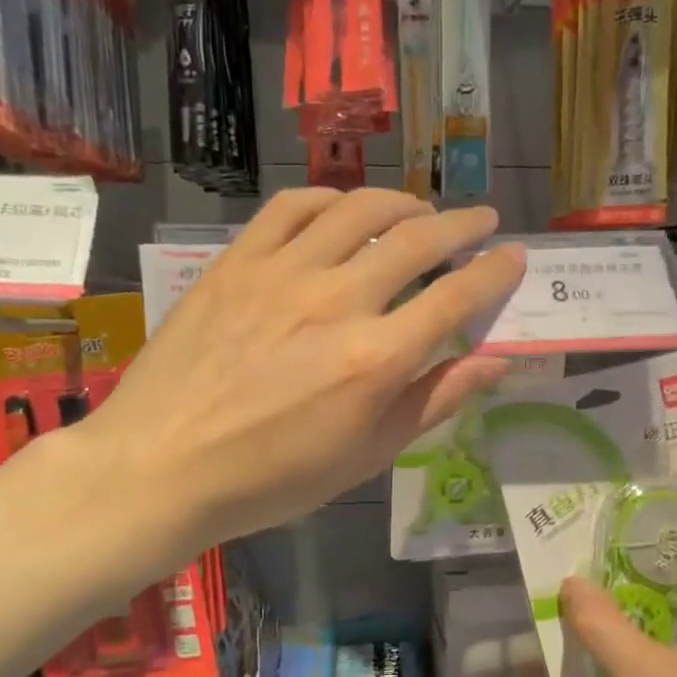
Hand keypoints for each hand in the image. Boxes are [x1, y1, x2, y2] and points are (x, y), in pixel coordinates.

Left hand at [77, 187, 525, 557]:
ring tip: (420, 210)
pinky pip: (292, 207)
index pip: (456, 297)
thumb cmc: (272, 478)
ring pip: (358, 210)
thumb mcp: (367, 455)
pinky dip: (330, 198)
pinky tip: (343, 208)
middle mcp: (337, 301)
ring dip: (402, 202)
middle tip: (481, 221)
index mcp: (376, 359)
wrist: (162, 466)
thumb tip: (495, 363)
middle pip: (416, 241)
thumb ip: (433, 401)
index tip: (514, 255)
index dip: (494, 272)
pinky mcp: (237, 262)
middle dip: (461, 225)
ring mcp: (283, 273)